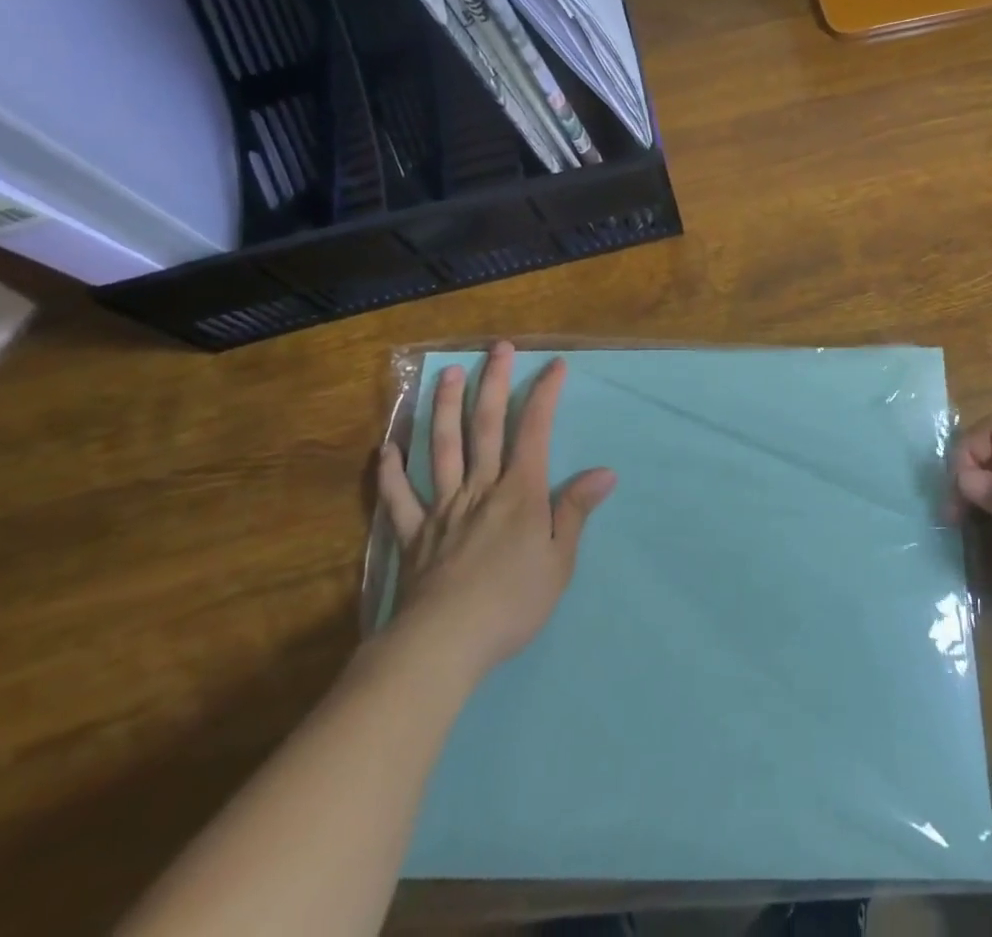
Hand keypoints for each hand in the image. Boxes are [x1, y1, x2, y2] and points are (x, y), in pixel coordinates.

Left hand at [376, 343, 615, 672]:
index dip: (544, 394)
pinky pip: (399, 498)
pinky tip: (387, 448)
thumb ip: (575, 512)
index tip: (554, 365)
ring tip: (447, 375)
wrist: (444, 643)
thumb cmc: (512, 602)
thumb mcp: (559, 561)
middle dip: (493, 383)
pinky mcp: (413, 534)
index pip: (534, 431)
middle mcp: (480, 488)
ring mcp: (442, 508)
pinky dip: (392, 472)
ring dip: (445, 408)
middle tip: (497, 348)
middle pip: (485, 426)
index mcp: (519, 492)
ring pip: (442, 448)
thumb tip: (604, 472)